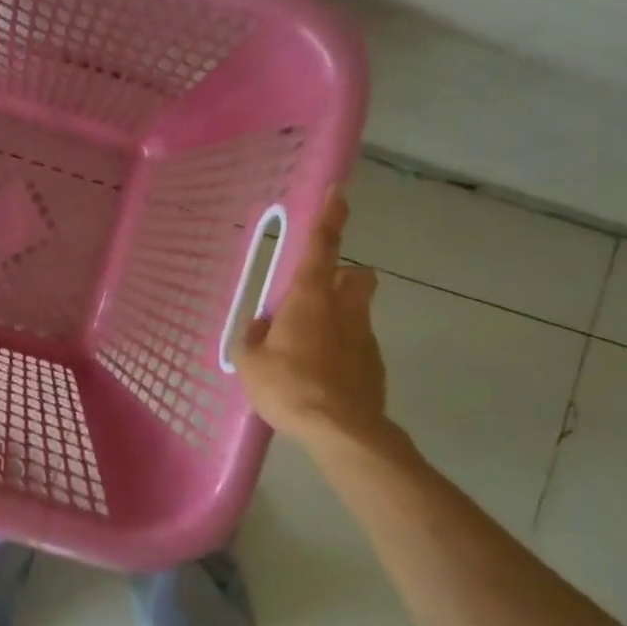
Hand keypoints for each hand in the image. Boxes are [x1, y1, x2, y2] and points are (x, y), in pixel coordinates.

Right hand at [233, 188, 395, 453]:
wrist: (342, 432)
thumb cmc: (289, 387)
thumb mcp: (251, 363)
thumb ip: (252, 338)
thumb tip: (260, 325)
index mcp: (309, 299)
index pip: (322, 247)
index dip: (330, 217)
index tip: (339, 193)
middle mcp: (343, 310)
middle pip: (358, 275)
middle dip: (346, 274)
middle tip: (319, 294)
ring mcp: (365, 338)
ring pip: (358, 311)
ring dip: (339, 317)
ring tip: (310, 349)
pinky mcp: (375, 367)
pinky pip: (358, 346)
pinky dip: (343, 352)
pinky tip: (323, 379)